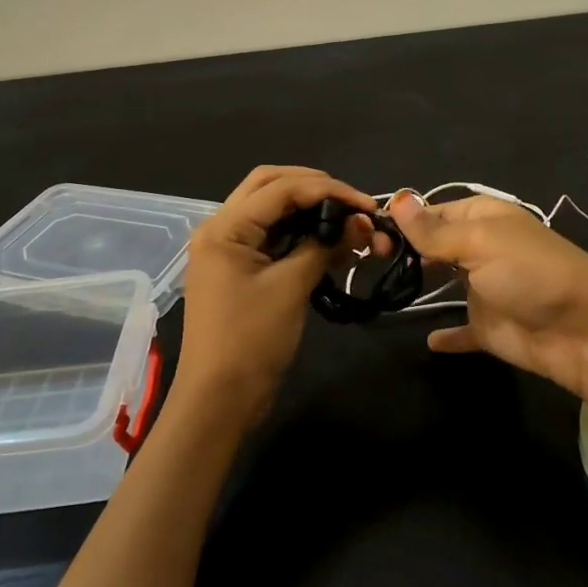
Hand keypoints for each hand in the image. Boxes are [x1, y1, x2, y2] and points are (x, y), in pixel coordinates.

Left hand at [174, 166, 380, 429]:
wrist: (219, 401)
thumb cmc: (251, 341)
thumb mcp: (291, 287)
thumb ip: (323, 246)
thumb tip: (359, 223)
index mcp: (225, 227)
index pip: (281, 188)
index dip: (328, 189)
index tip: (367, 204)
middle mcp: (221, 228)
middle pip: (271, 185)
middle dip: (315, 188)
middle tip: (352, 203)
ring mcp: (228, 249)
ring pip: (272, 209)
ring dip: (310, 210)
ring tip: (349, 224)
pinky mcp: (239, 269)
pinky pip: (272, 236)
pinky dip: (301, 234)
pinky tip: (331, 244)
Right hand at [387, 192, 587, 405]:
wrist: (584, 332)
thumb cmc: (531, 274)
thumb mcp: (481, 243)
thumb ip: (435, 230)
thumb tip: (397, 198)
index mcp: (484, 219)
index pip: (435, 211)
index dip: (404, 218)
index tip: (367, 230)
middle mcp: (483, 249)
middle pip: (436, 244)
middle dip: (405, 248)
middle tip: (366, 257)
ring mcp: (486, 289)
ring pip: (445, 282)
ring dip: (420, 282)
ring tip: (380, 285)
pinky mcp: (490, 327)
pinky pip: (462, 330)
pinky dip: (448, 335)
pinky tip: (429, 339)